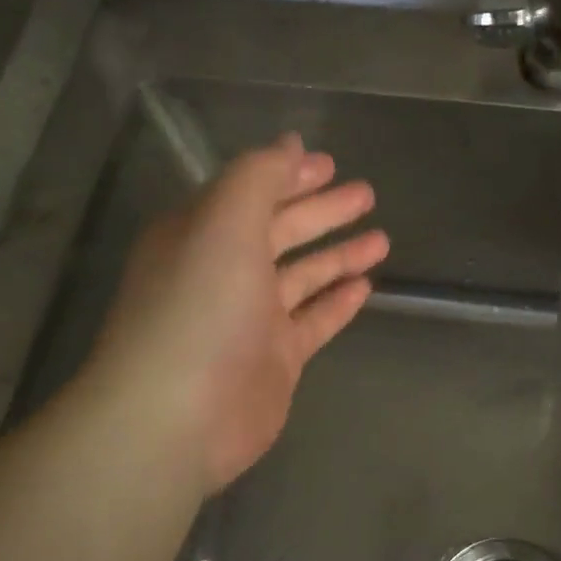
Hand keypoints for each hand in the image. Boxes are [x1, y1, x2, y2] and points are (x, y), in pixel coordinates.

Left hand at [83, 132, 388, 491]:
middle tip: (366, 194)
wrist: (178, 416)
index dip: (289, 176)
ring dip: (338, 255)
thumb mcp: (225, 223)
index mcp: (202, 235)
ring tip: (381, 239)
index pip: (250, 194)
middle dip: (322, 211)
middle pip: (281, 231)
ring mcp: (251, 319)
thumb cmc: (199, 308)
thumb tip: (290, 143)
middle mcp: (224, 272)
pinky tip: (365, 287)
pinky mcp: (275, 359)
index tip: (331, 164)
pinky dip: (337, 303)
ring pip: (302, 277)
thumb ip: (259, 177)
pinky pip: (313, 321)